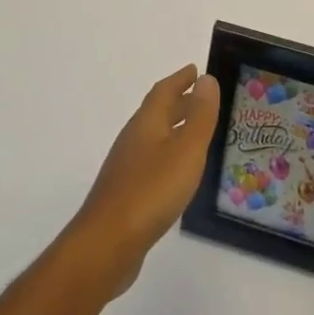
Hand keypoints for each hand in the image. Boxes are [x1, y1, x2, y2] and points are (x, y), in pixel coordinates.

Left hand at [69, 64, 221, 297]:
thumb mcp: (186, 149)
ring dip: (174, 128)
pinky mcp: (126, 193)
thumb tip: (206, 79)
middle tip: (202, 97)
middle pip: (157, 112)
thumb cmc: (152, 190)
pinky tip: (178, 172)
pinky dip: (168, 155)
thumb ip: (199, 115)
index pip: (164, 91)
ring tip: (196, 133)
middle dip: (179, 102)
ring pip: (154, 137)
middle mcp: (134, 139)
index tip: (196, 70)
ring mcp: (126, 167)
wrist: (107, 244)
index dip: (180, 79)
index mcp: (147, 123)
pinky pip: (151, 161)